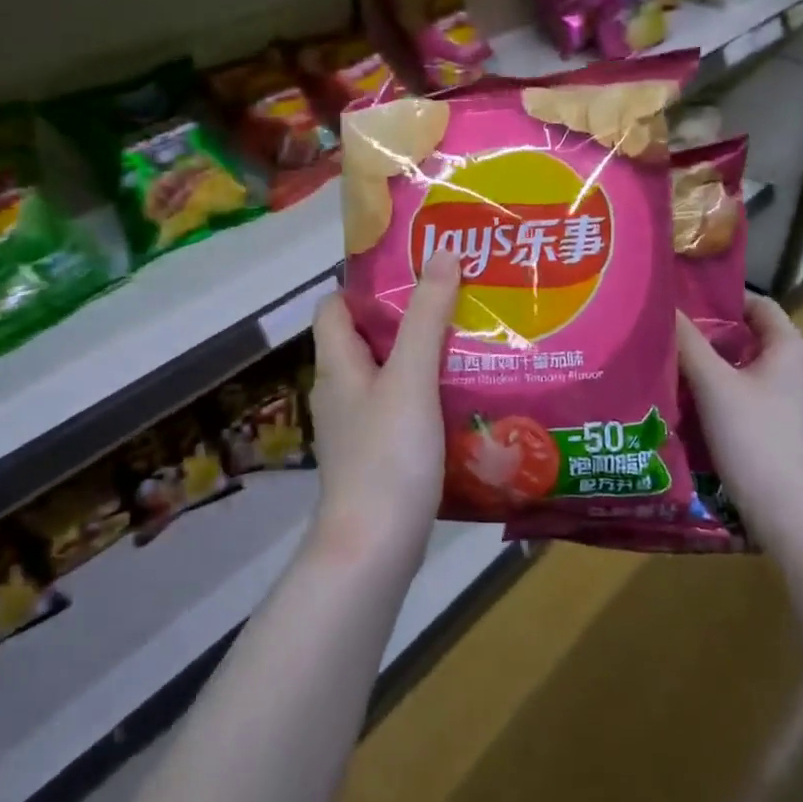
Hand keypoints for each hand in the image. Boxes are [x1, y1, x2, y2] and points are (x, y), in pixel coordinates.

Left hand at [307, 252, 461, 566]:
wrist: (374, 548)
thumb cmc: (387, 456)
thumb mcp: (410, 378)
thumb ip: (426, 317)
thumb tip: (441, 253)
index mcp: (337, 366)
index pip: (333, 307)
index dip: (365, 286)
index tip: (412, 270)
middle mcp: (340, 392)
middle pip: (365, 339)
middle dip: (405, 317)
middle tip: (455, 300)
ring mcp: (357, 428)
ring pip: (386, 376)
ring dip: (419, 357)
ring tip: (468, 341)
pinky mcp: (377, 456)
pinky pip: (399, 409)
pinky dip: (425, 395)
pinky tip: (461, 397)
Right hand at [676, 296, 802, 541]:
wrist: (791, 514)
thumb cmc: (756, 438)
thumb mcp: (714, 385)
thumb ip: (688, 342)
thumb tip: (665, 304)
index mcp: (790, 347)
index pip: (755, 304)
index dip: (719, 297)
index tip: (678, 298)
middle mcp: (796, 368)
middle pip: (745, 337)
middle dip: (705, 333)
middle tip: (661, 330)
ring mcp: (789, 401)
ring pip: (741, 369)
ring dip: (707, 365)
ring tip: (663, 360)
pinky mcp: (777, 428)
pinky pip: (742, 396)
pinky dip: (715, 392)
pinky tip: (682, 399)